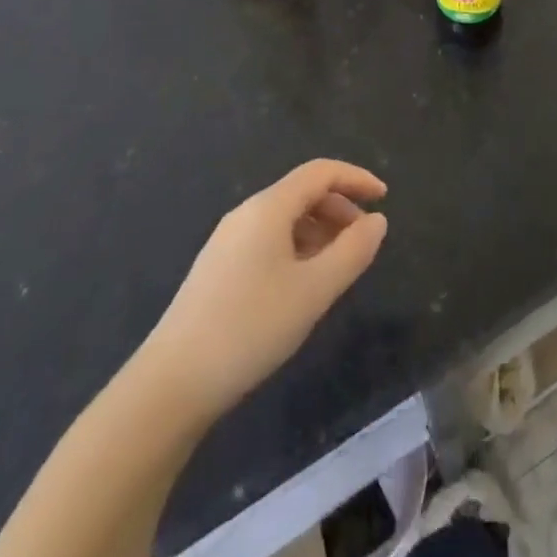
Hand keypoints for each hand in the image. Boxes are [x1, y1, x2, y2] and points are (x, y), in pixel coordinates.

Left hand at [141, 160, 387, 422]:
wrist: (171, 384)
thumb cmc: (250, 328)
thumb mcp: (313, 291)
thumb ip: (352, 252)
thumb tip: (376, 221)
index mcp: (268, 207)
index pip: (321, 172)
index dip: (356, 178)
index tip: (385, 198)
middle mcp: (246, 214)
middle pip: (302, 192)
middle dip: (340, 207)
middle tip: (365, 240)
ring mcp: (227, 241)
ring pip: (285, 218)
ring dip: (319, 230)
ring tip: (339, 266)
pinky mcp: (217, 268)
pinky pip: (268, 240)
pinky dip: (297, 247)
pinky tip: (303, 285)